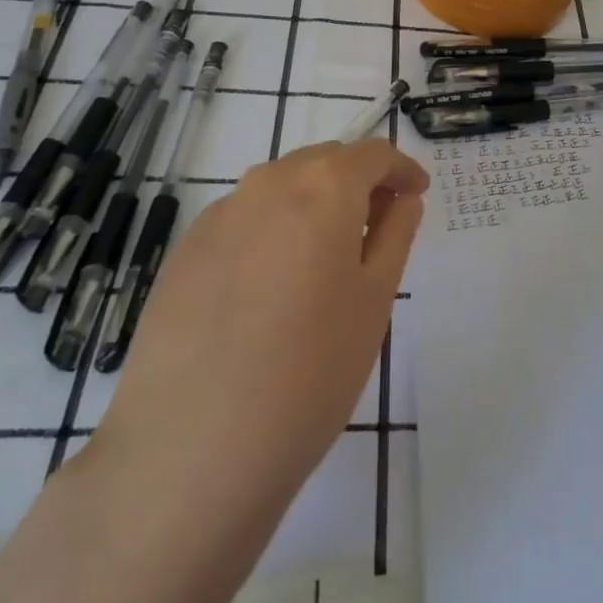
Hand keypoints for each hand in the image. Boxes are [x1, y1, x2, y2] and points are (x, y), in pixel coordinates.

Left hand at [89, 139, 428, 519]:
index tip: (417, 194)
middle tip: (379, 224)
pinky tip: (272, 287)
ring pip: (280, 188)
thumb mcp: (374, 299)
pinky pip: (244, 220)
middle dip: (358, 182)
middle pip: (323, 163)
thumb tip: (401, 200)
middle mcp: (267, 184)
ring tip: (327, 257)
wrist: (190, 448)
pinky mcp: (184, 253)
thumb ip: (395, 234)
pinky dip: (272, 230)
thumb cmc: (310, 370)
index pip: (372, 154)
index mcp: (322, 187)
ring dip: (313, 203)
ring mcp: (218, 216)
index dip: (401, 169)